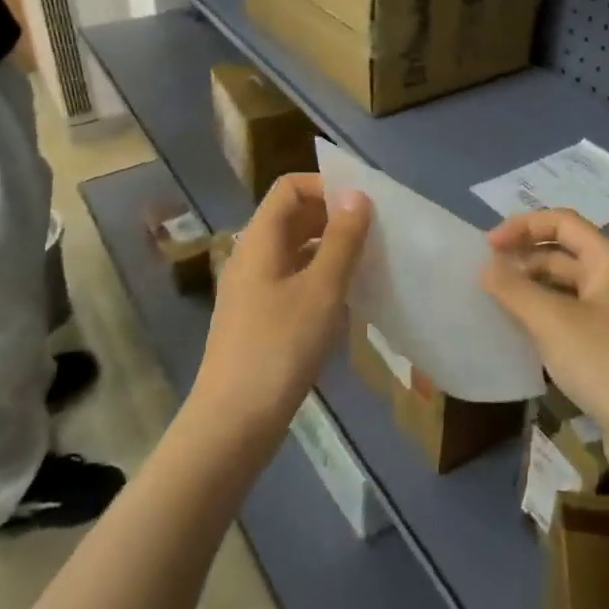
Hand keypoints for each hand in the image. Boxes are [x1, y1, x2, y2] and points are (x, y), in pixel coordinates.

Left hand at [189, 175, 371, 441]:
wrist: (233, 423)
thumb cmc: (280, 348)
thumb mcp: (321, 290)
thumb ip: (342, 240)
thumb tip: (357, 195)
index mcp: (260, 240)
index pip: (290, 188)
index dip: (325, 185)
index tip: (364, 205)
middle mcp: (252, 256)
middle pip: (292, 217)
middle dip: (334, 218)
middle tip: (375, 234)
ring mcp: (253, 289)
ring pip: (295, 251)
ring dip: (330, 250)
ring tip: (368, 265)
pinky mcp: (259, 318)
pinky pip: (293, 280)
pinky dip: (320, 279)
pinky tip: (347, 302)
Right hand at [482, 209, 608, 457]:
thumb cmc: (606, 363)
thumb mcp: (551, 321)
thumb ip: (513, 289)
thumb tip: (486, 268)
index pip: (562, 222)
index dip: (522, 227)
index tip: (486, 247)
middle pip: (563, 253)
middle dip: (523, 259)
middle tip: (485, 278)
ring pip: (565, 289)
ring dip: (531, 290)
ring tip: (495, 304)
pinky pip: (571, 318)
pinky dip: (544, 318)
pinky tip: (520, 334)